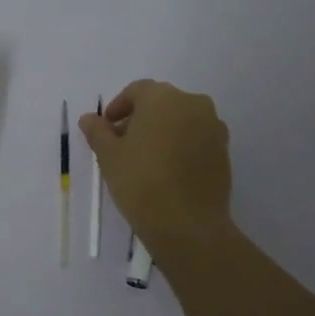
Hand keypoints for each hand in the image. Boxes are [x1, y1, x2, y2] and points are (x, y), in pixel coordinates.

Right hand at [80, 80, 233, 253]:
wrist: (187, 224)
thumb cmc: (141, 181)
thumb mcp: (109, 155)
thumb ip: (97, 131)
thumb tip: (89, 118)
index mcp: (163, 98)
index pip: (137, 91)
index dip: (118, 107)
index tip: (106, 129)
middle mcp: (193, 104)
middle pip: (160, 103)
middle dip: (140, 118)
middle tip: (122, 144)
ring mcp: (213, 127)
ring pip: (181, 120)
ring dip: (162, 131)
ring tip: (145, 159)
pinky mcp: (224, 151)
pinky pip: (196, 139)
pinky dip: (181, 146)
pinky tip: (167, 170)